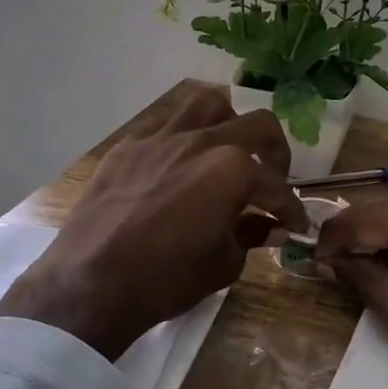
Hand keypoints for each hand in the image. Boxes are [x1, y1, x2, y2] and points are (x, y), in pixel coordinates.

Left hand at [0, 87, 309, 358]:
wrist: (92, 283)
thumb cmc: (166, 279)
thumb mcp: (223, 264)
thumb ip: (251, 235)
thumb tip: (270, 227)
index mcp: (232, 169)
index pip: (276, 186)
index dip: (291, 209)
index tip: (295, 225)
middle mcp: (202, 141)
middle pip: (257, 125)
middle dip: (276, 152)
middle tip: (273, 178)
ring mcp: (161, 138)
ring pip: (208, 105)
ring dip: (229, 123)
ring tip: (228, 149)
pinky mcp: (129, 147)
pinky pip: (165, 127)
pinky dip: (183, 140)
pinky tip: (179, 165)